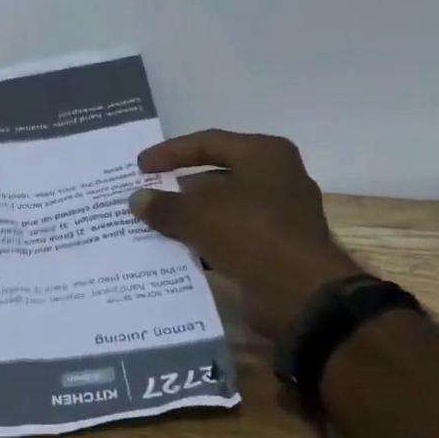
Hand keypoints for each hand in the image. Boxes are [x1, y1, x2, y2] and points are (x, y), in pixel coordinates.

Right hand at [129, 131, 362, 343]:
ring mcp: (279, 215)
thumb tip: (137, 199)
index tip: (140, 167)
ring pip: (222, 208)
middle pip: (217, 175)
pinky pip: (231, 236)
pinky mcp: (275, 248)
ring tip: (152, 224)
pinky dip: (204, 240)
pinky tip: (176, 250)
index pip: (208, 142)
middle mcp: (276, 178)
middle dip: (179, 188)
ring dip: (189, 217)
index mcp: (265, 155)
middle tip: (145, 196)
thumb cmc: (251, 233)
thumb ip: (164, 205)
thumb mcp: (198, 214)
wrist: (301, 294)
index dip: (170, 153)